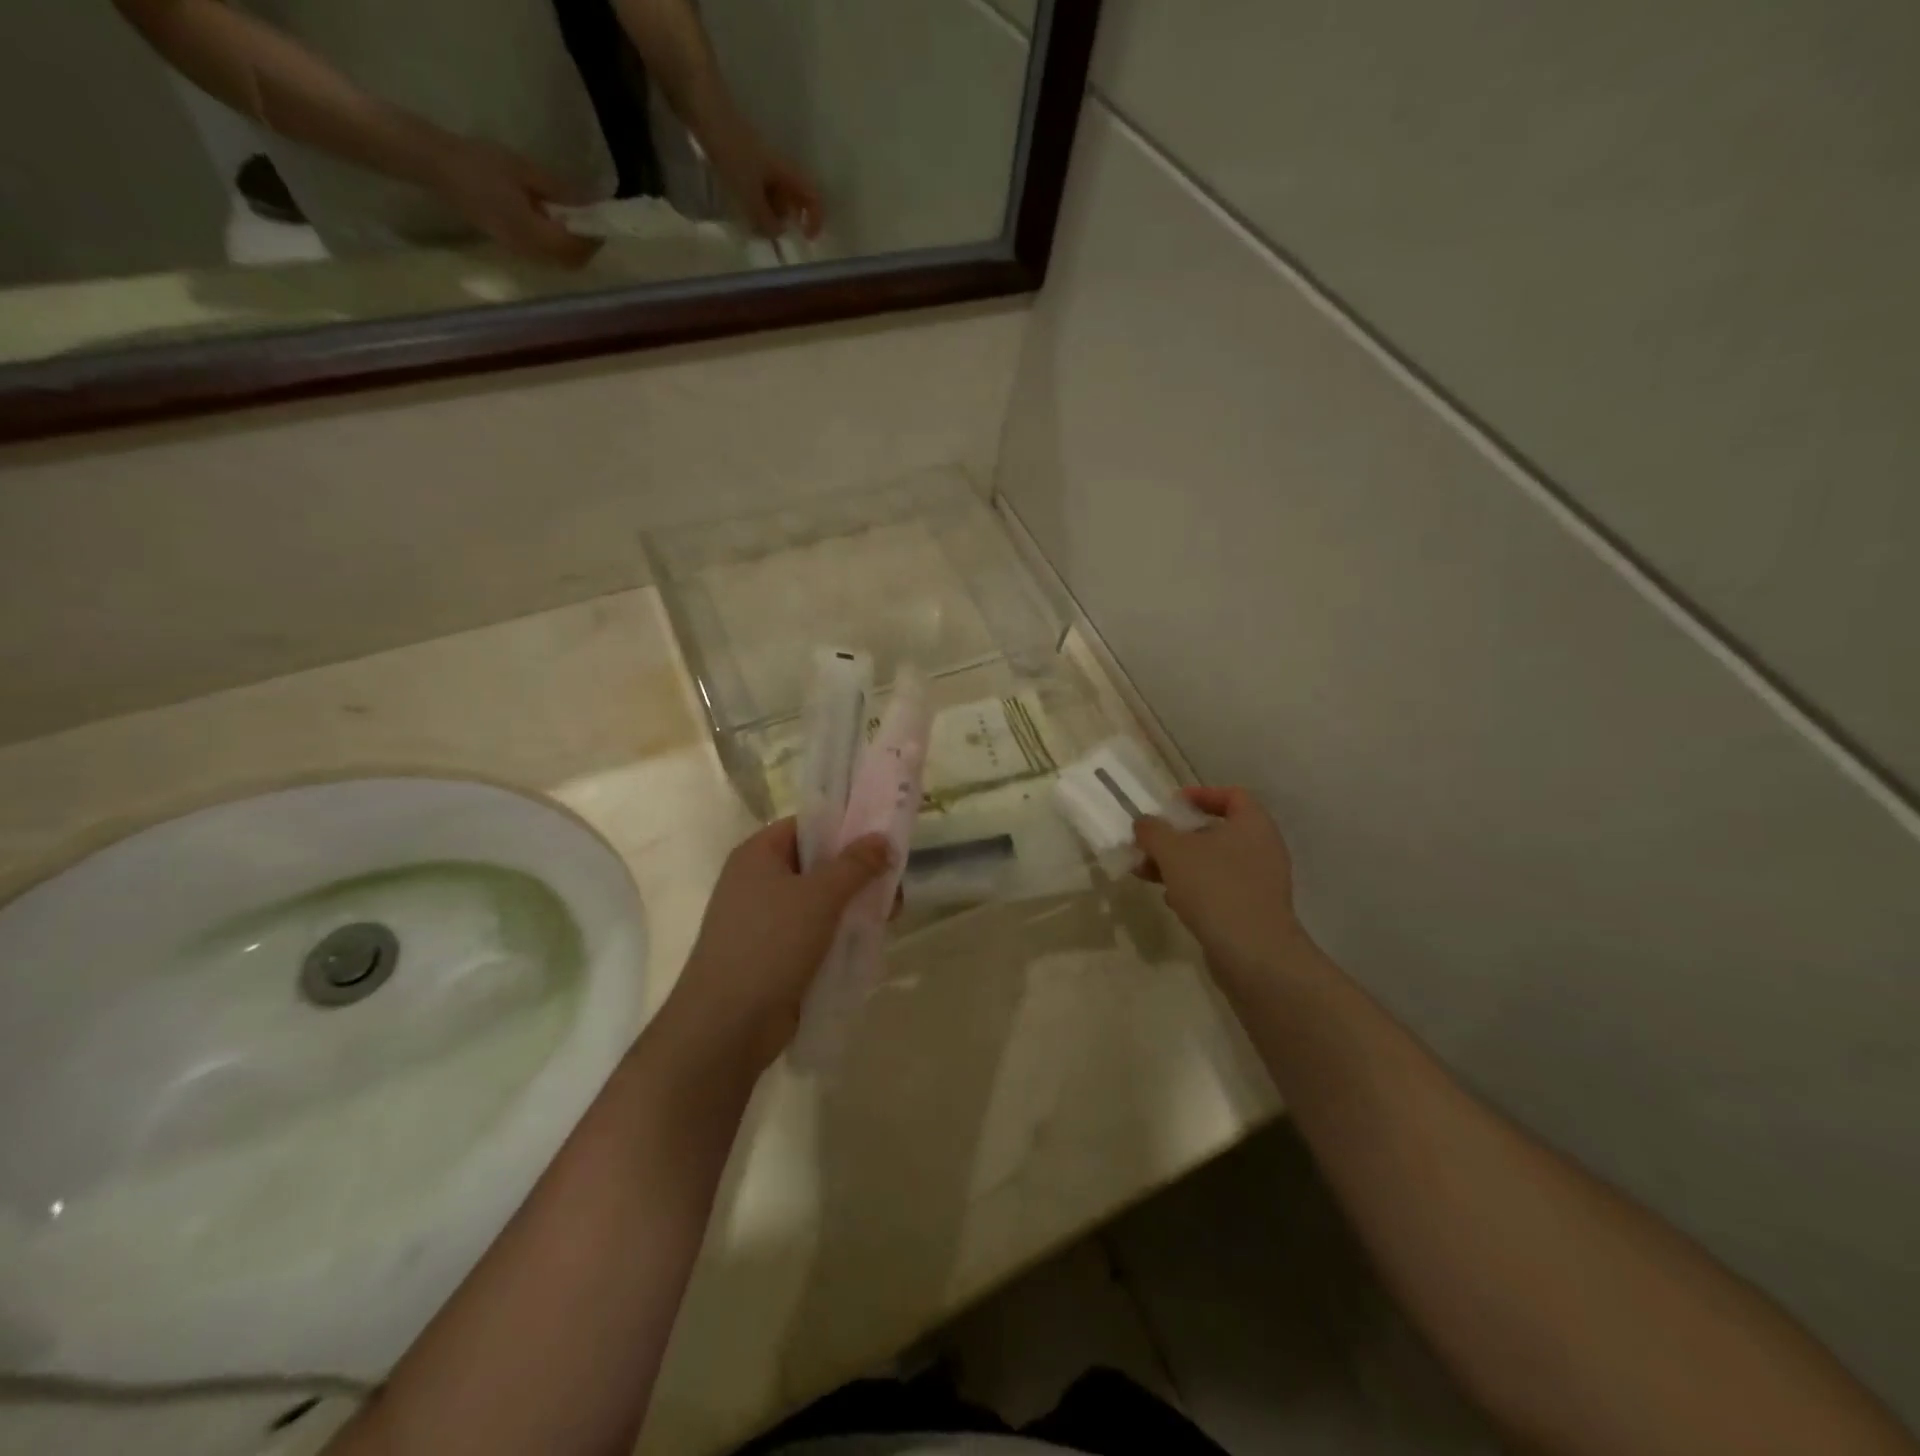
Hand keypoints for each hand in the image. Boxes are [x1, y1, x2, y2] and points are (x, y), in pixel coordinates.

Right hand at [424, 133, 601, 266]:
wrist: (437, 165)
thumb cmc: (480, 162)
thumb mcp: (525, 170)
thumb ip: (560, 191)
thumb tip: (589, 203)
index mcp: (532, 233)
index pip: (575, 249)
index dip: (592, 238)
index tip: (600, 220)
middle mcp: (530, 251)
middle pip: (572, 262)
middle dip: (586, 246)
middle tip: (590, 221)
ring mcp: (520, 252)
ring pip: (560, 262)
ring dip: (573, 246)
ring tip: (572, 219)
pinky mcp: (513, 247)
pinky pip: (546, 255)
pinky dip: (558, 244)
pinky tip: (553, 221)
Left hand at [666, 819, 889, 1069]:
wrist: (726, 1025)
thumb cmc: (770, 944)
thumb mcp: (820, 896)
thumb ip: (855, 864)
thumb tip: (882, 838)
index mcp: (758, 854)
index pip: (806, 826)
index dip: (844, 828)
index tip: (882, 838)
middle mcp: (757, 881)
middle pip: (817, 864)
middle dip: (856, 873)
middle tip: (894, 883)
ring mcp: (763, 921)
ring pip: (819, 901)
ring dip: (853, 906)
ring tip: (890, 916)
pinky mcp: (773, 955)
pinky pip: (814, 932)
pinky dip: (839, 934)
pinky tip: (867, 942)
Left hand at [702, 118, 822, 237]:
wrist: (705, 109)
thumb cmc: (733, 152)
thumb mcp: (750, 194)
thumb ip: (765, 219)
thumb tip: (776, 232)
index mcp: (788, 174)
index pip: (814, 198)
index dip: (816, 219)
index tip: (805, 237)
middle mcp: (781, 168)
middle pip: (795, 199)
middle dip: (786, 218)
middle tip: (767, 228)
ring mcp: (763, 163)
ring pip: (776, 194)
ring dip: (769, 211)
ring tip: (749, 218)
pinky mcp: (747, 159)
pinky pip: (759, 186)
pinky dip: (755, 200)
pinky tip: (740, 203)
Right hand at [1134, 787, 1304, 986]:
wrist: (1253, 953)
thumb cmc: (1214, 887)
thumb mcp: (1172, 851)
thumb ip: (1153, 830)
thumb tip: (1144, 823)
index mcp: (1253, 824)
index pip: (1232, 795)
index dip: (1200, 795)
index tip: (1171, 805)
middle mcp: (1263, 848)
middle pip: (1217, 831)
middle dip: (1179, 836)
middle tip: (1150, 843)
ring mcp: (1261, 882)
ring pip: (1214, 862)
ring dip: (1180, 864)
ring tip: (1148, 873)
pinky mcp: (1253, 910)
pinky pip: (1220, 889)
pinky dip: (1194, 888)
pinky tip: (1171, 900)